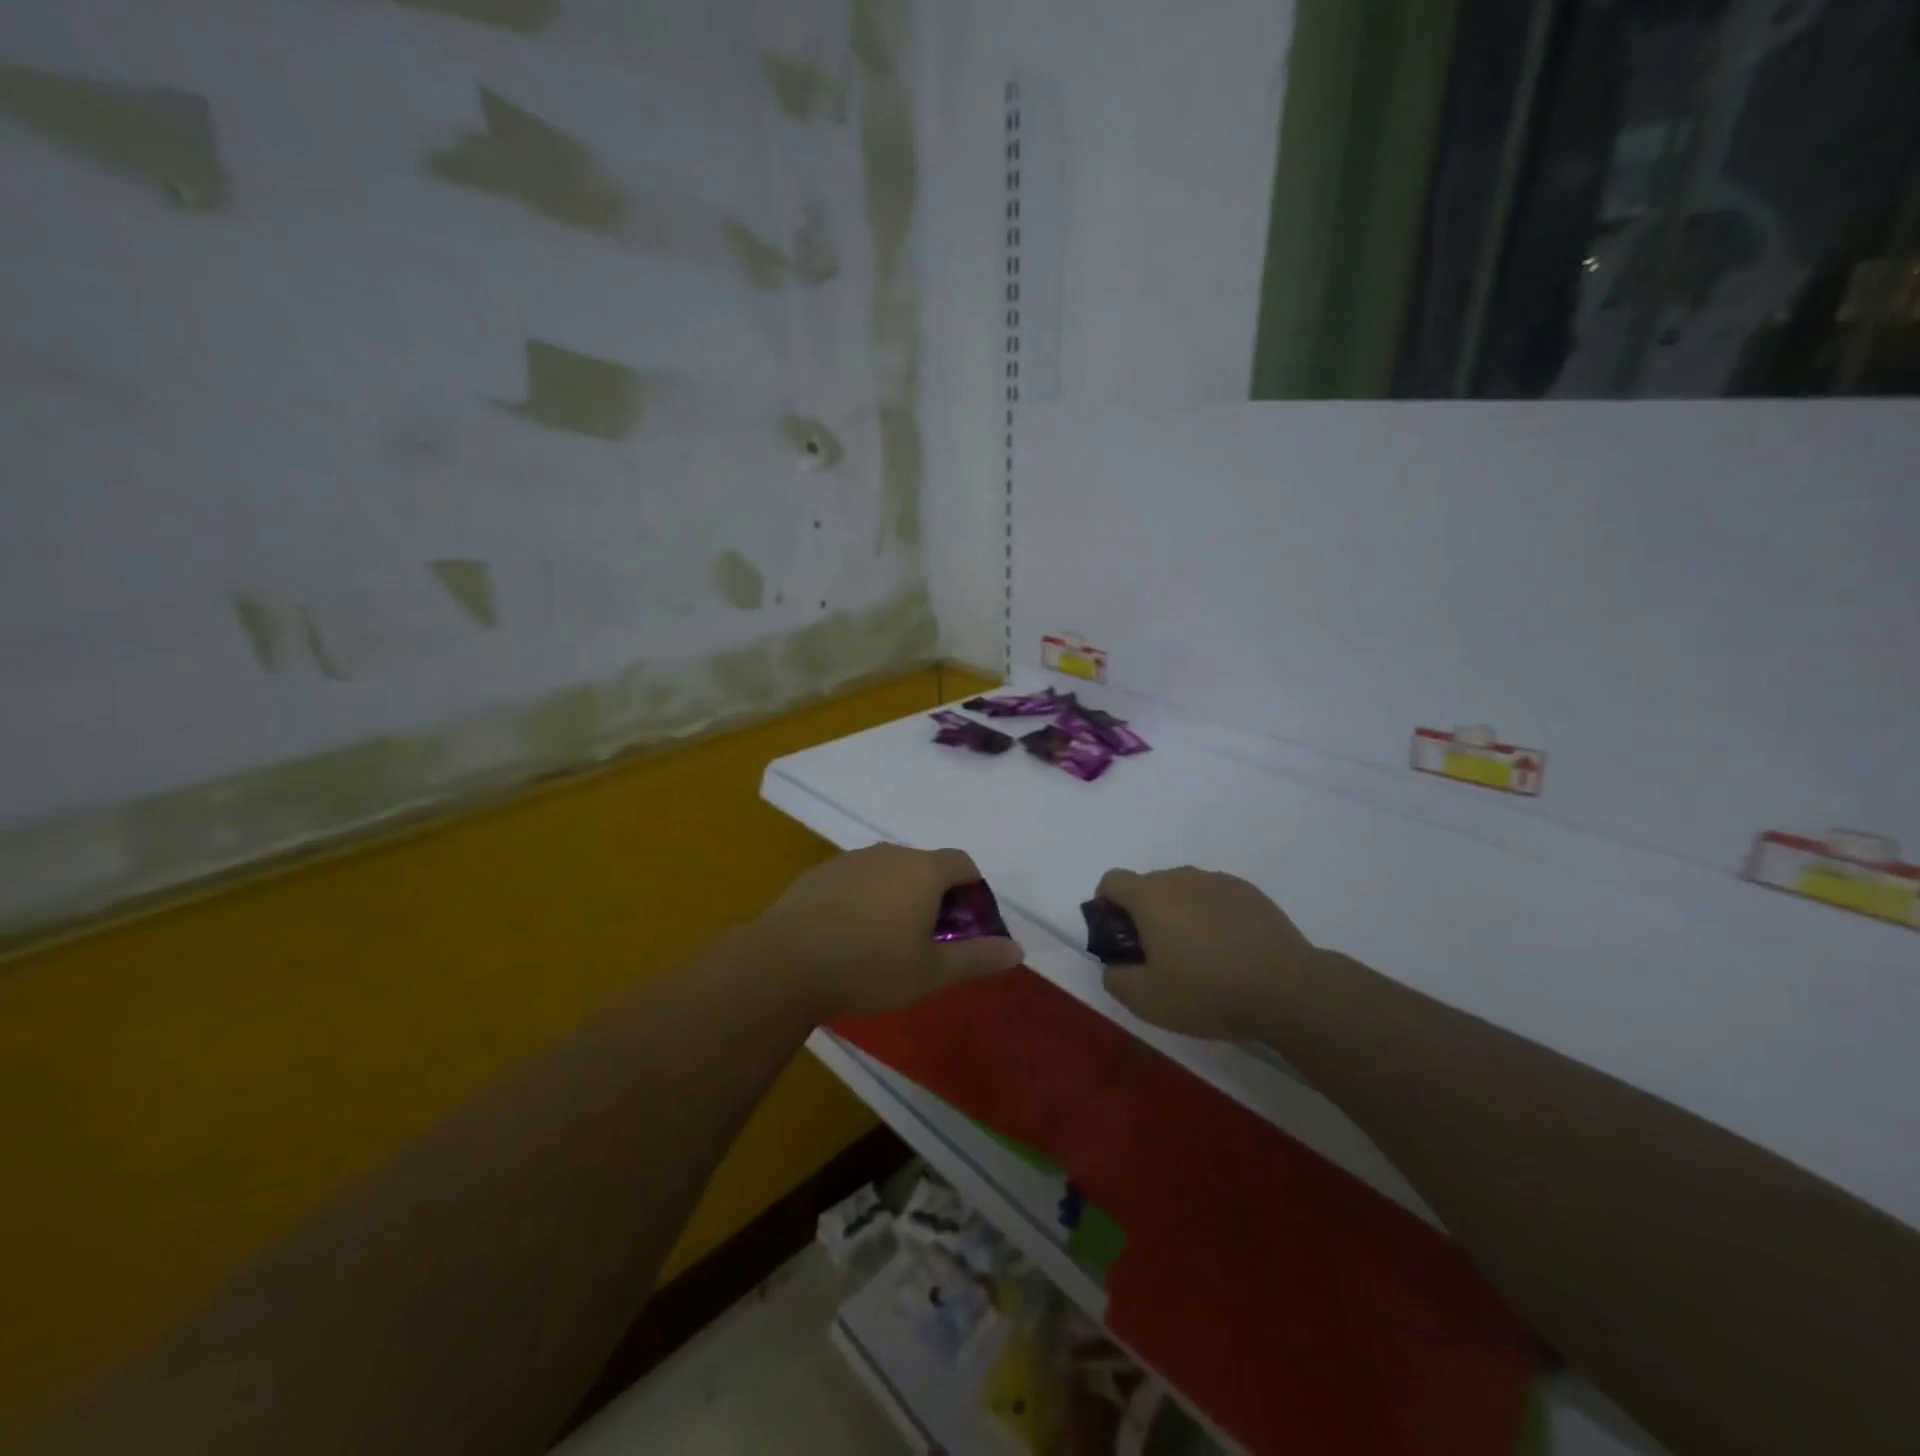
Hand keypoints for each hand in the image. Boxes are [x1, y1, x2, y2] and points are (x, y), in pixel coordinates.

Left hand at [752, 844, 1024, 1019]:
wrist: (786, 962)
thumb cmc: (869, 966)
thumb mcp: (931, 972)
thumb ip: (978, 958)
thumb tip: (1018, 950)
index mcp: (924, 871)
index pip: (963, 863)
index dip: (973, 890)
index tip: (967, 923)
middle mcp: (891, 853)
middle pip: (926, 865)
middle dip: (936, 895)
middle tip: (930, 937)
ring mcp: (852, 859)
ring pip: (890, 871)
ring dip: (899, 895)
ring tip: (888, 937)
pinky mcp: (821, 872)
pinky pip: (858, 878)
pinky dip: (866, 897)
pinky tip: (850, 932)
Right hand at [1092, 866, 1313, 1040]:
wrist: (1287, 989)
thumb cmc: (1207, 991)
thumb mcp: (1147, 1000)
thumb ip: (1116, 978)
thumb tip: (1114, 965)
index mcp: (1150, 896)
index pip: (1112, 880)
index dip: (1105, 905)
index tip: (1118, 937)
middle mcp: (1181, 877)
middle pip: (1148, 886)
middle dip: (1143, 914)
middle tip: (1158, 956)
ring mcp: (1218, 882)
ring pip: (1183, 891)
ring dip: (1178, 914)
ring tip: (1197, 956)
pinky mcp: (1249, 893)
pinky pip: (1215, 898)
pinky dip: (1211, 917)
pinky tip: (1228, 951)